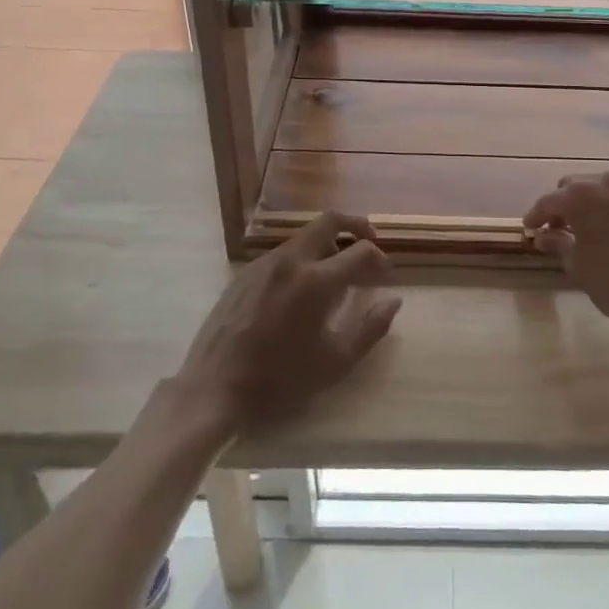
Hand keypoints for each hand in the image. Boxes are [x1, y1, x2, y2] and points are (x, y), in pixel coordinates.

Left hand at [175, 212, 400, 431]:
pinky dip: (302, 256)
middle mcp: (292, 260)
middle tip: (368, 242)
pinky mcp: (245, 273)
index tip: (384, 272)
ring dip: (327, 242)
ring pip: (304, 235)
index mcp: (317, 281)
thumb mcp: (335, 362)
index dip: (378, 257)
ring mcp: (265, 263)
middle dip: (355, 225)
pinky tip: (301, 286)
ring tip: (336, 268)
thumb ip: (370, 329)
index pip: (360, 250)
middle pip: (329, 220)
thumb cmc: (280, 379)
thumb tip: (393, 301)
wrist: (214, 388)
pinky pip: (282, 252)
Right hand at [523, 172, 608, 338]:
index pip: (549, 201)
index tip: (529, 228)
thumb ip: (558, 245)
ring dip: (591, 204)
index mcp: (582, 197)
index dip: (536, 215)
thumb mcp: (581, 269)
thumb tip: (542, 235)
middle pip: (576, 187)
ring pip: (604, 189)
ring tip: (589, 230)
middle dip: (563, 205)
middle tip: (558, 230)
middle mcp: (608, 183)